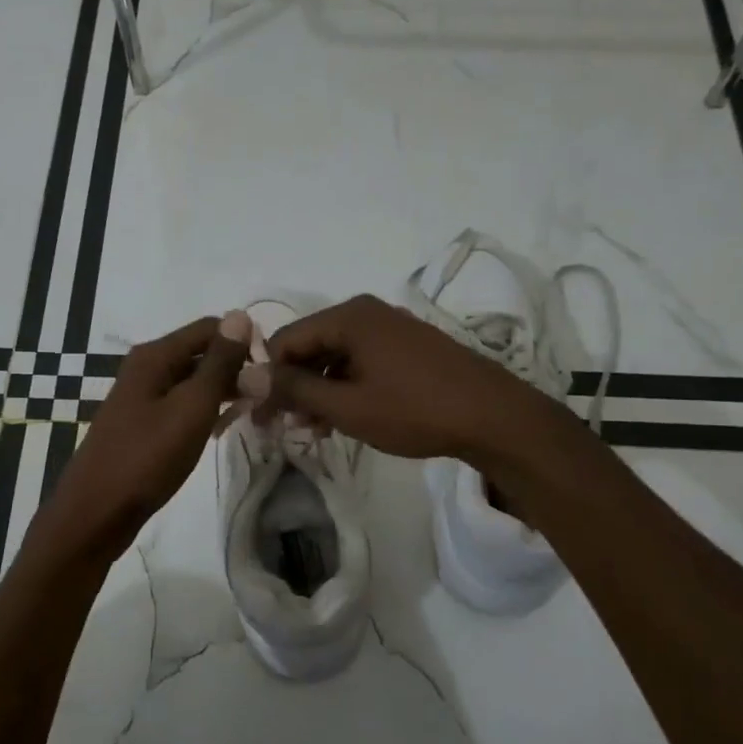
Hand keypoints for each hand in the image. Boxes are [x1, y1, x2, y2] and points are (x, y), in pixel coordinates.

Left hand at [27, 311, 252, 564]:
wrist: (96, 513)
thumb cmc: (147, 458)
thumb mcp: (192, 408)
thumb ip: (219, 363)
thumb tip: (240, 315)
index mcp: (155, 356)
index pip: (211, 328)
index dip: (244, 343)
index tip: (272, 373)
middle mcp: (146, 368)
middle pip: (201, 353)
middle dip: (236, 369)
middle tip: (266, 399)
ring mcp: (142, 397)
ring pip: (193, 382)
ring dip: (223, 392)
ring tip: (251, 414)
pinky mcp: (142, 424)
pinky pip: (181, 406)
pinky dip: (204, 413)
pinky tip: (221, 431)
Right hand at [252, 295, 549, 462]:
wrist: (494, 417)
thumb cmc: (414, 410)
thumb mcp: (347, 405)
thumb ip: (295, 388)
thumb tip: (248, 374)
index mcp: (349, 317)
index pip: (285, 340)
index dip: (267, 378)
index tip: (261, 416)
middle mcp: (367, 313)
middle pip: (310, 346)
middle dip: (293, 386)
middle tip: (283, 427)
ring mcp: (390, 329)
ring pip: (335, 357)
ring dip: (318, 391)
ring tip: (313, 430)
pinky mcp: (408, 348)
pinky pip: (360, 362)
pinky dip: (345, 388)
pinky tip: (342, 418)